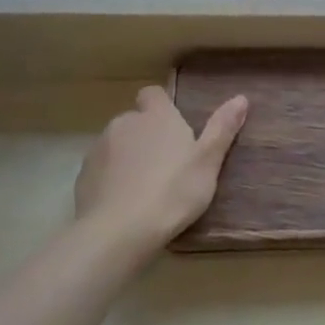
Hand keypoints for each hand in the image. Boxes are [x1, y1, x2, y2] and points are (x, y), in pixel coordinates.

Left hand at [75, 86, 247, 251]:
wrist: (119, 230)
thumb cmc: (173, 191)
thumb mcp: (207, 162)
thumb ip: (222, 128)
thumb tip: (241, 98)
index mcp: (157, 117)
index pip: (153, 94)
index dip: (162, 106)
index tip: (175, 127)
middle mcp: (124, 124)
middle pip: (135, 120)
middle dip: (147, 136)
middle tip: (168, 165)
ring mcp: (99, 149)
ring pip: (117, 145)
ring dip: (129, 157)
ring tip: (146, 187)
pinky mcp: (83, 176)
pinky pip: (101, 169)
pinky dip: (112, 179)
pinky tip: (125, 203)